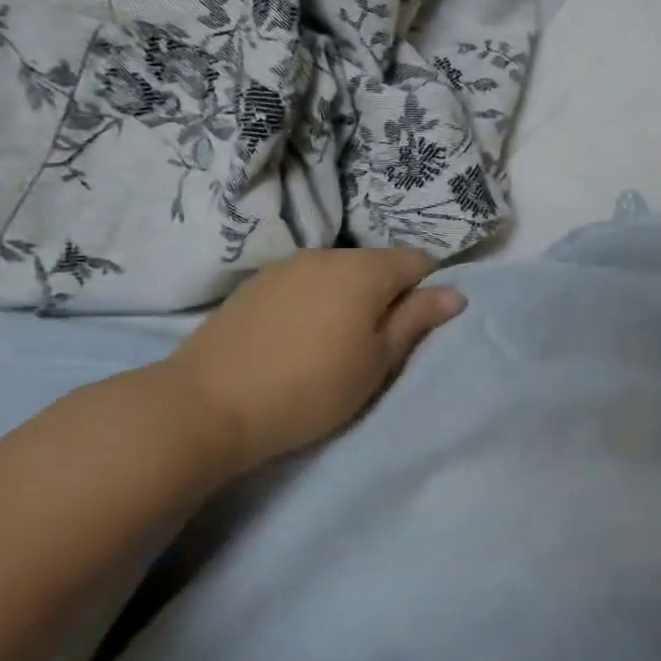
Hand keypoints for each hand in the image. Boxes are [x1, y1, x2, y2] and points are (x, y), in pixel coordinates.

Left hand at [160, 249, 464, 480]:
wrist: (205, 405)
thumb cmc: (310, 387)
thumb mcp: (377, 361)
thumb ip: (417, 320)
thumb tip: (455, 293)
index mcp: (365, 270)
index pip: (418, 261)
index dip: (428, 291)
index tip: (417, 330)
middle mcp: (328, 255)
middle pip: (378, 265)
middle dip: (389, 295)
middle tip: (380, 344)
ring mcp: (287, 267)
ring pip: (341, 273)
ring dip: (352, 299)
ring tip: (338, 343)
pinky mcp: (255, 285)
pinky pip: (307, 283)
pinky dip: (317, 302)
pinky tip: (300, 339)